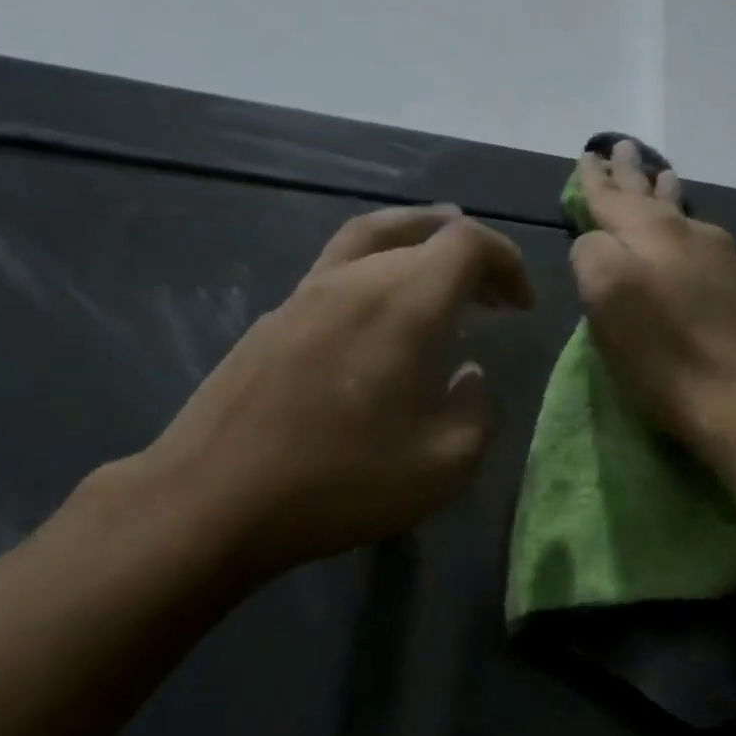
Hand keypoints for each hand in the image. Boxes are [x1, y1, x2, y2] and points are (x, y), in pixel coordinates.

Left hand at [133, 205, 533, 583]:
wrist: (213, 500)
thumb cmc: (339, 484)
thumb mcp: (442, 466)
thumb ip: (476, 411)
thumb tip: (469, 376)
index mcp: (404, 306)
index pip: (467, 243)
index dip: (507, 262)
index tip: (522, 307)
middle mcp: (355, 280)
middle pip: (422, 234)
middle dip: (470, 259)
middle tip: (494, 299)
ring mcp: (305, 293)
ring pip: (372, 237)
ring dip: (418, 244)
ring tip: (440, 265)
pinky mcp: (273, 317)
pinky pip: (337, 266)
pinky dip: (377, 267)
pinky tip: (379, 314)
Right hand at [570, 141, 735, 451]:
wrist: (729, 393)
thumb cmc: (657, 348)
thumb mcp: (603, 292)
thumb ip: (590, 251)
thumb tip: (597, 241)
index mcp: (648, 230)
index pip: (611, 196)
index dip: (594, 179)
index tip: (588, 155)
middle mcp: (684, 231)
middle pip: (649, 196)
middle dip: (631, 175)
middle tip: (622, 147)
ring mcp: (714, 257)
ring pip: (680, 212)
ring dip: (663, 192)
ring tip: (660, 175)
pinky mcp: (730, 285)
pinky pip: (697, 236)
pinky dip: (682, 222)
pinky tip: (686, 224)